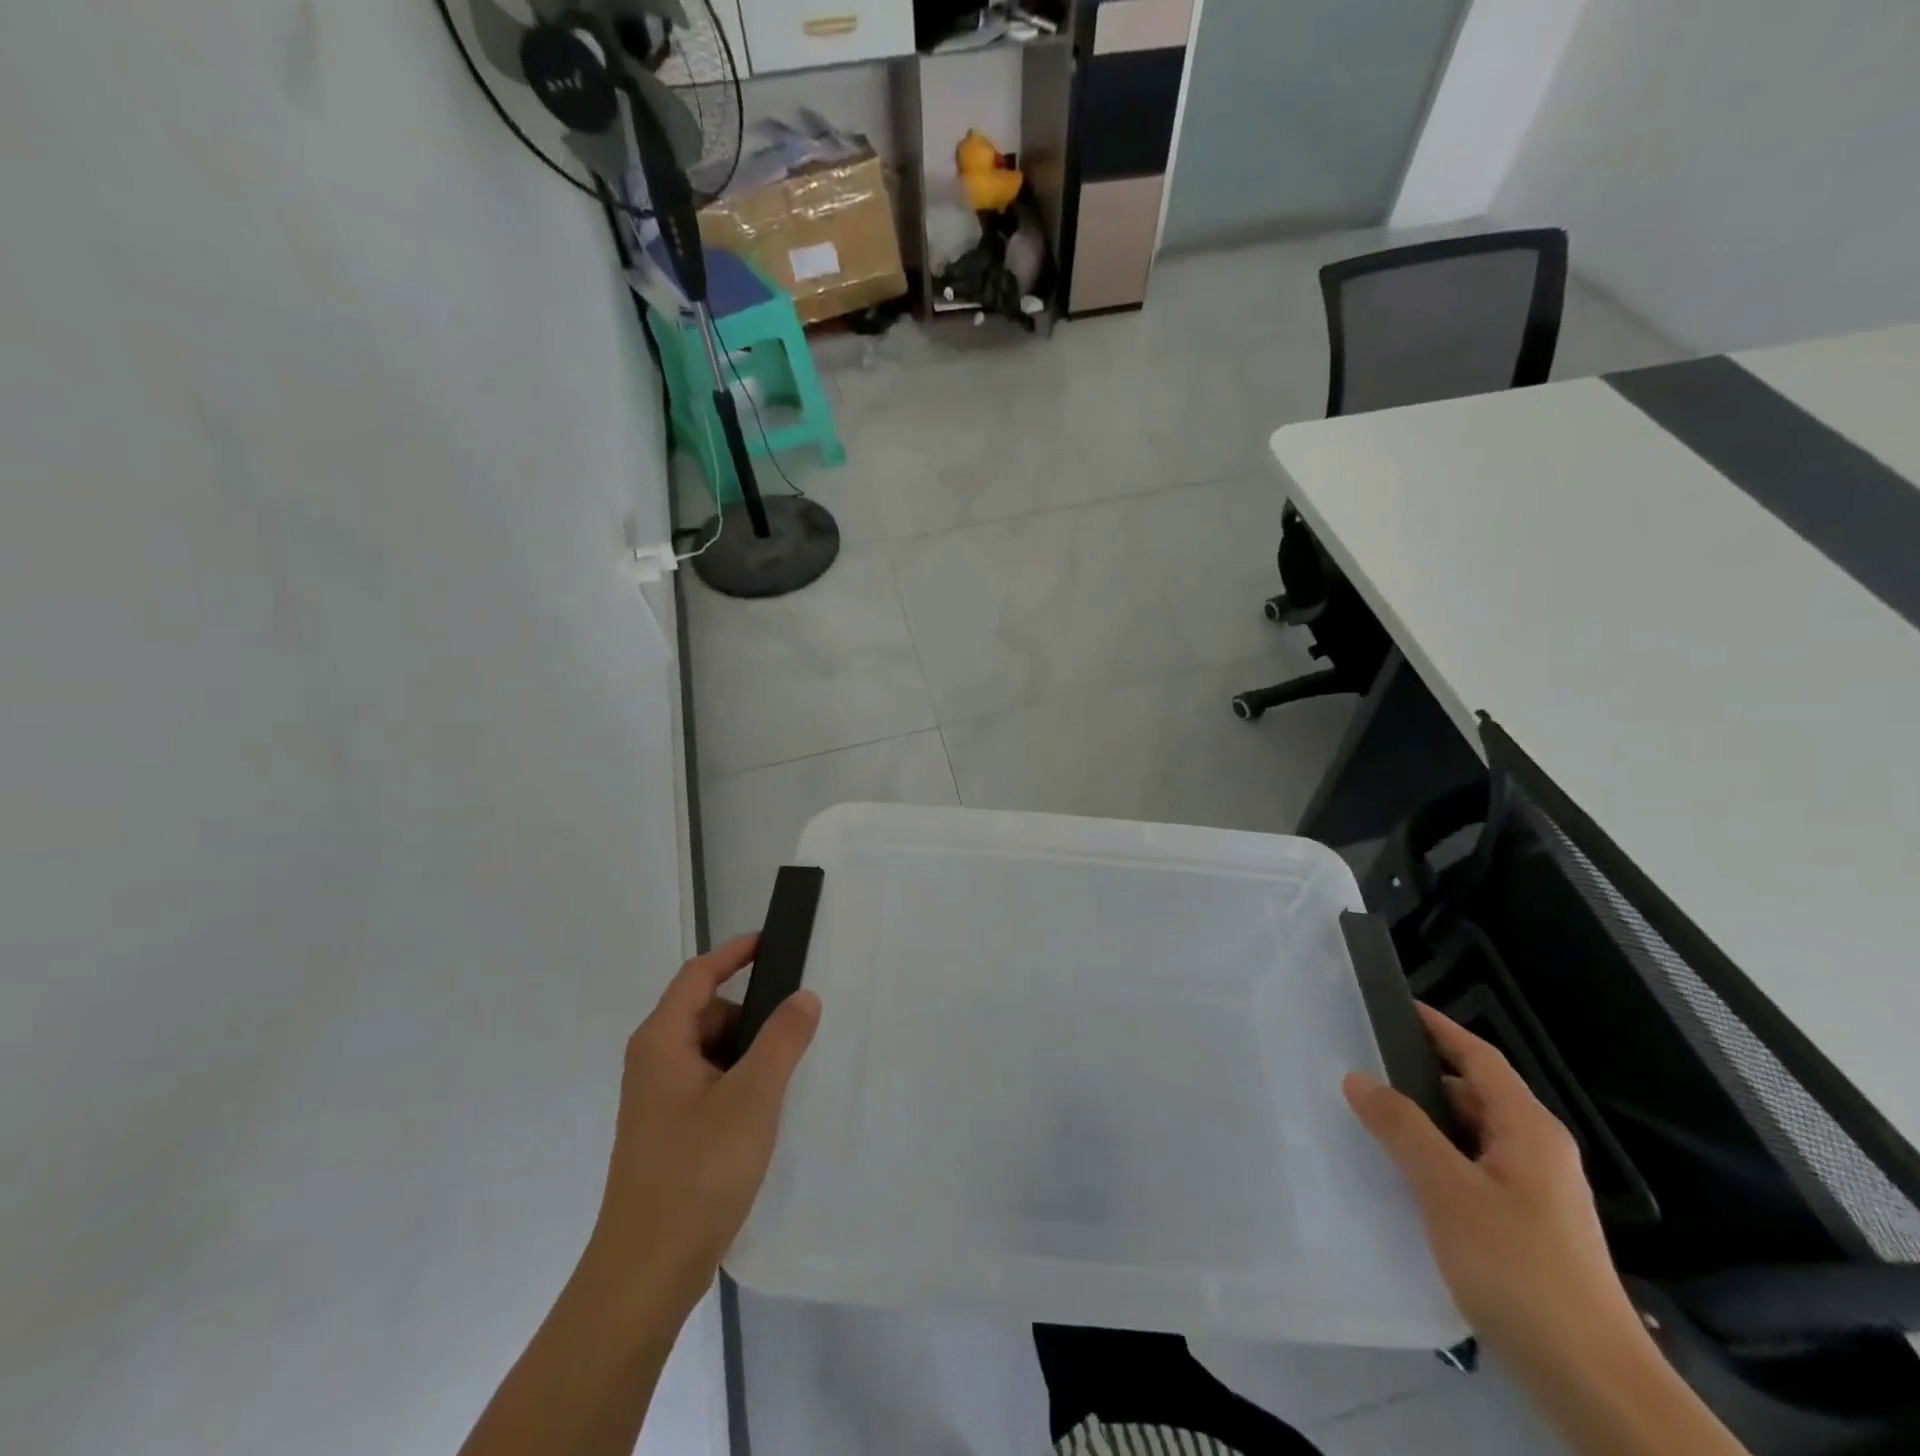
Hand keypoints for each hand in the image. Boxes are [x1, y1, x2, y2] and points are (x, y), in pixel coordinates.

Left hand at [586, 933, 820, 1316]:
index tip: (773, 941)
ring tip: (788, 1073)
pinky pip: (709, 1083)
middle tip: (798, 1027)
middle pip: (707, 1013)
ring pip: (710, 1052)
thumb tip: (803, 995)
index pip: (699, 975)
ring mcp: (658, 1100)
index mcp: (662, 1042)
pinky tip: (766, 1110)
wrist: (645, 1274)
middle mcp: (653, 1063)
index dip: (735, 953)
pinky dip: (738, 1081)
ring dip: (748, 1052)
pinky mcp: (668, 1132)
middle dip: (751, 1013)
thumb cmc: (697, 1172)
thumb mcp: (752, 1097)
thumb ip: (782, 1039)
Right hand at [1343, 1005, 1640, 1359]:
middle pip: (1475, 1093)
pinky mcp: (1526, 1227)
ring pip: (1470, 1135)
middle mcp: (1536, 1151)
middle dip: (1421, 1074)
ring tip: (1368, 1113)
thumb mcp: (1449, 1191)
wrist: (1594, 1383)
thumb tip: (1359, 1077)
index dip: (1438, 1027)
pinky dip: (1435, 1157)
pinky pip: (1472, 1169)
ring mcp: (1535, 1192)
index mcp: (1528, 1129)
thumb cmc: (1521, 1270)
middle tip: (1361, 1061)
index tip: (1393, 1005)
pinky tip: (1401, 1173)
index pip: (1479, 1057)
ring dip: (1424, 1120)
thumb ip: (1402, 1128)